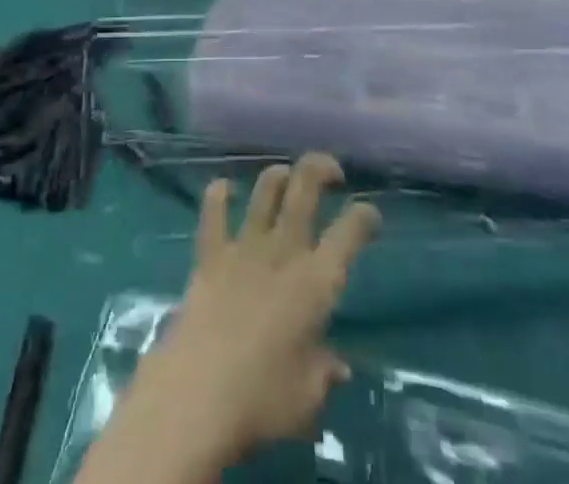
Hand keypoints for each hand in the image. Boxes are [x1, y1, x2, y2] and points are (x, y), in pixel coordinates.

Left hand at [117, 155, 379, 471]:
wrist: (198, 394)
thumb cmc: (263, 401)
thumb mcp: (308, 400)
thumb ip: (325, 373)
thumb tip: (338, 367)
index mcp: (317, 281)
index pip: (351, 231)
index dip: (365, 216)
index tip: (370, 216)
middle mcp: (284, 251)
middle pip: (304, 188)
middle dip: (321, 167)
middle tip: (332, 171)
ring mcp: (244, 246)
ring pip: (265, 189)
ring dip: (278, 175)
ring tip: (285, 177)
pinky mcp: (210, 253)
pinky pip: (214, 210)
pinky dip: (219, 193)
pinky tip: (224, 188)